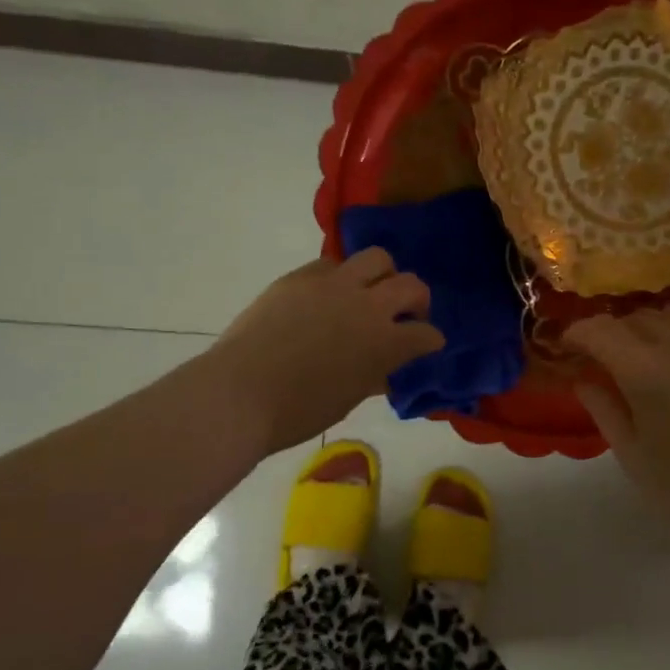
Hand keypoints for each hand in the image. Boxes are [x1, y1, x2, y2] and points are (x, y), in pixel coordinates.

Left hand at [205, 250, 444, 453]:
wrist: (238, 393)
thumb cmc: (297, 411)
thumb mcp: (347, 399)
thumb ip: (373, 376)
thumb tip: (385, 369)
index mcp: (385, 343)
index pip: (426, 334)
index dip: (430, 340)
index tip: (427, 344)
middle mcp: (367, 305)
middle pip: (411, 285)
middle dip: (417, 300)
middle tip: (405, 314)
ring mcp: (333, 285)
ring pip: (377, 258)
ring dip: (382, 274)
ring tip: (370, 291)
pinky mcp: (300, 276)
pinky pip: (332, 263)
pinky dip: (340, 276)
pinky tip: (328, 295)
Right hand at [564, 310, 669, 570]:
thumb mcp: (634, 458)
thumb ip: (605, 410)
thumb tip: (584, 380)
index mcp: (646, 372)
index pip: (600, 330)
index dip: (578, 333)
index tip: (570, 347)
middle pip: (637, 318)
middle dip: (615, 334)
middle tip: (609, 361)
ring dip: (652, 330)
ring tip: (651, 358)